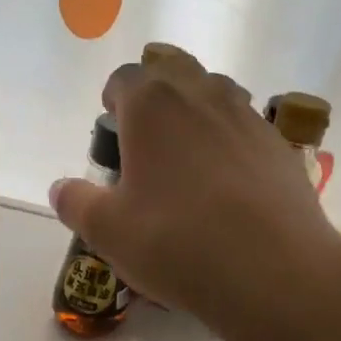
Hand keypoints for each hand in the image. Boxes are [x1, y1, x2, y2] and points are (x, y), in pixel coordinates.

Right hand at [48, 47, 340, 340]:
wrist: (274, 271)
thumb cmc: (177, 242)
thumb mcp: (107, 231)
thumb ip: (76, 203)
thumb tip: (60, 188)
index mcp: (152, 105)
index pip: (125, 77)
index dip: (113, 97)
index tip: (111, 126)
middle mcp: (202, 95)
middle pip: (173, 70)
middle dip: (155, 91)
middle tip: (146, 134)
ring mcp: (247, 117)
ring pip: (216, 92)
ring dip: (196, 108)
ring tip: (188, 154)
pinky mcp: (280, 146)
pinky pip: (246, 126)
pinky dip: (231, 139)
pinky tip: (229, 183)